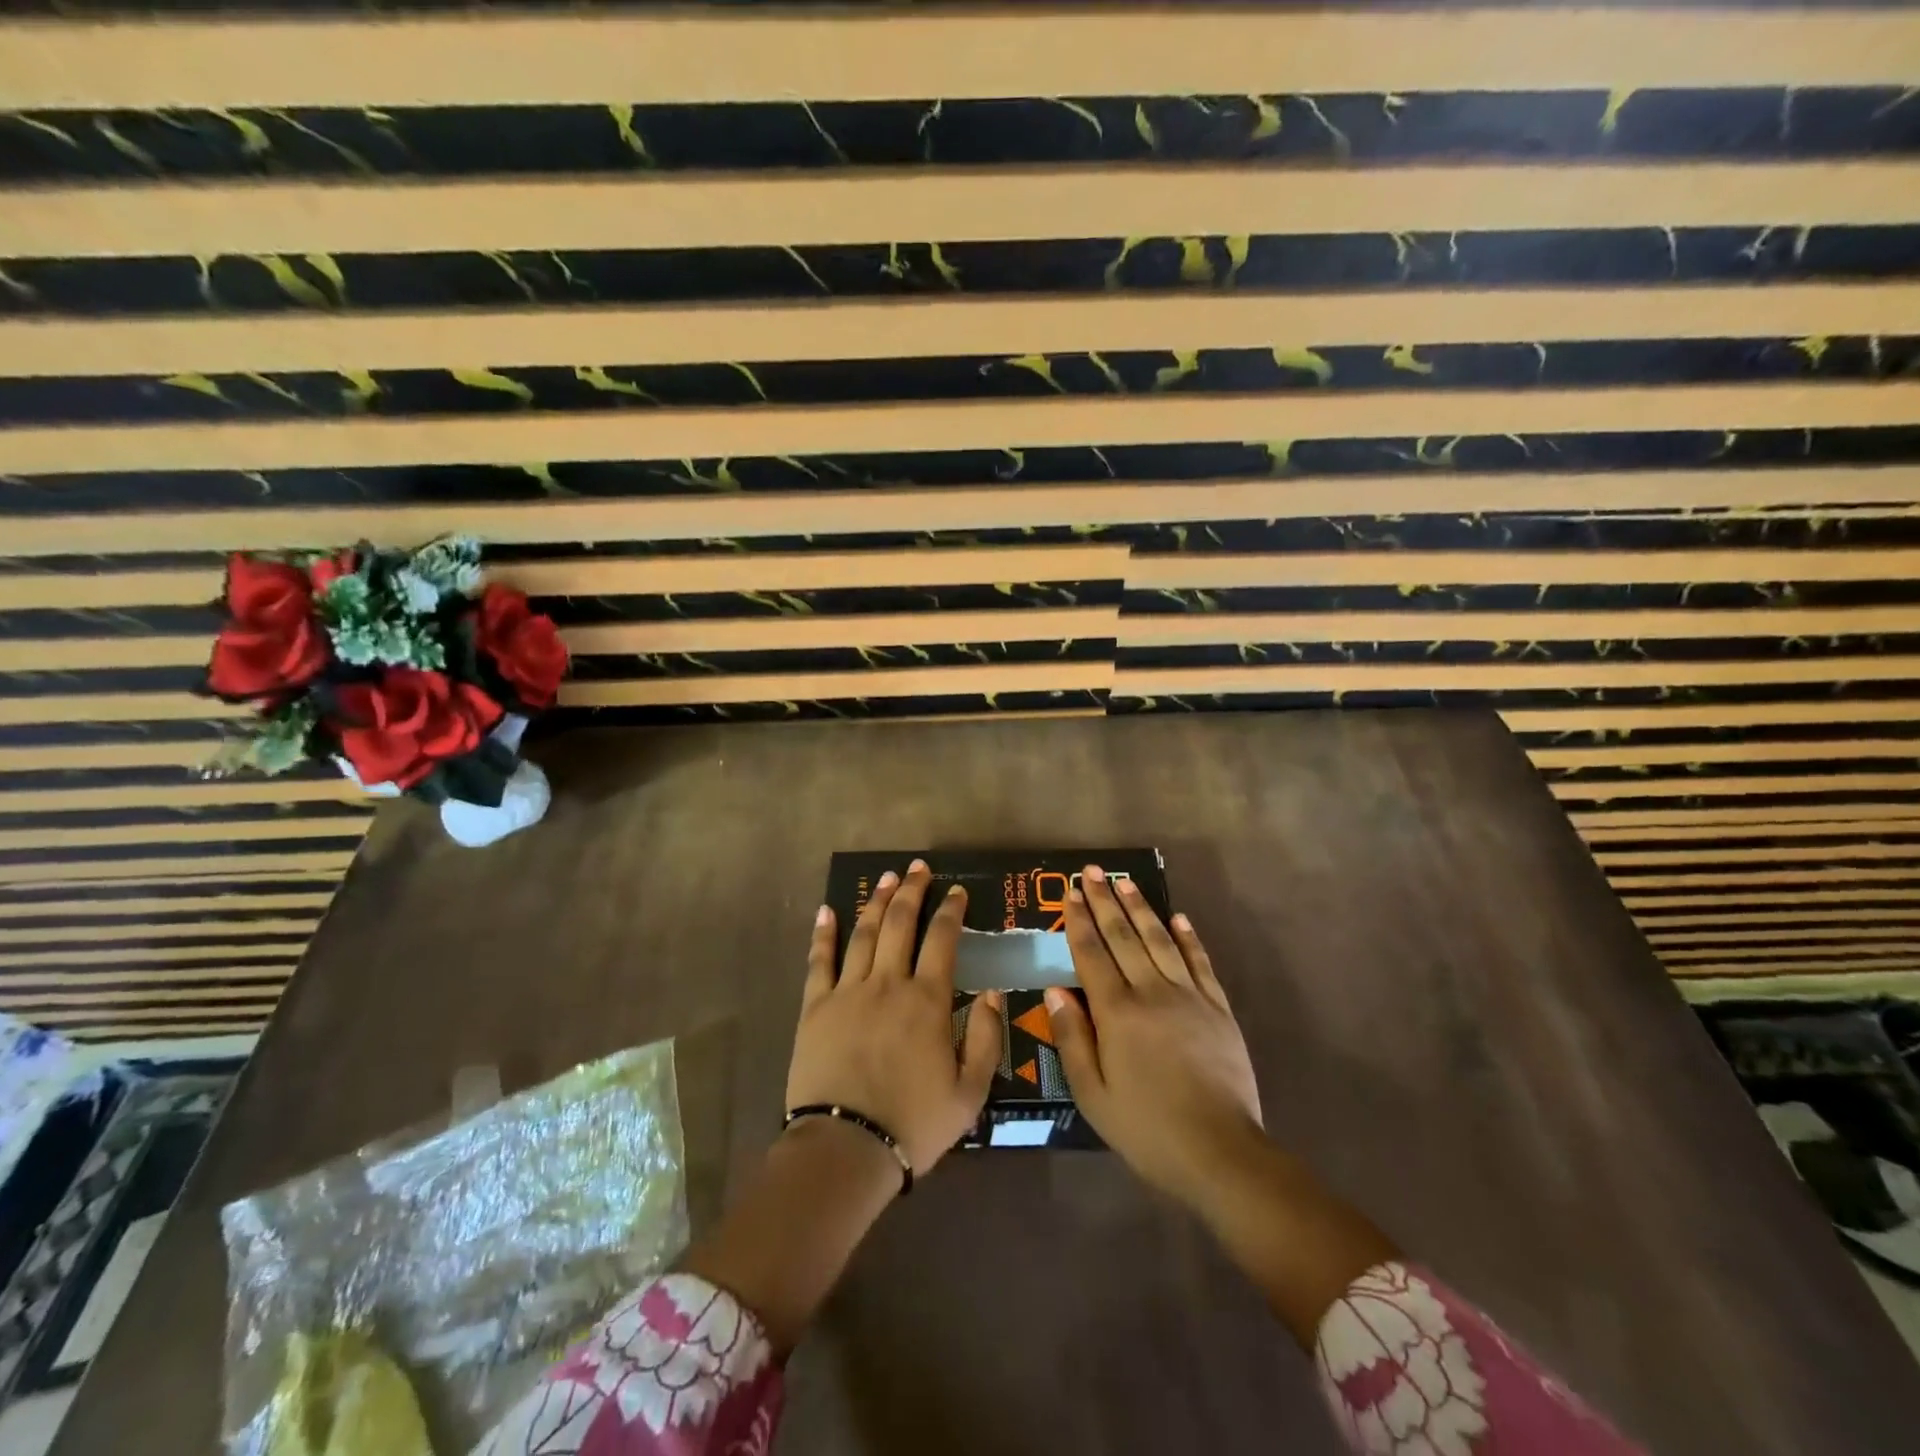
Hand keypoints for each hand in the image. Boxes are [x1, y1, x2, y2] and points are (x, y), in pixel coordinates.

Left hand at [786, 860, 1003, 1176]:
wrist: (846, 1148)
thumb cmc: (913, 1123)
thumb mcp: (970, 1093)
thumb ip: (987, 1038)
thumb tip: (993, 992)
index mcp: (927, 1001)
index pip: (942, 940)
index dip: (951, 911)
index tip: (957, 891)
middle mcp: (888, 983)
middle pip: (900, 923)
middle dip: (911, 891)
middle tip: (918, 868)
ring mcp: (848, 991)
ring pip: (863, 933)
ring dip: (876, 901)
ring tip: (885, 877)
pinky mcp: (815, 1007)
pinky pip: (819, 961)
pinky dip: (824, 933)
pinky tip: (827, 910)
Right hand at [1045, 865, 1263, 1208]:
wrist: (1221, 1152)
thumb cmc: (1147, 1128)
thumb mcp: (1094, 1094)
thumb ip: (1072, 1038)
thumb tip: (1054, 990)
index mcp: (1117, 1013)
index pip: (1092, 954)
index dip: (1079, 922)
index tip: (1070, 894)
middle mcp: (1151, 993)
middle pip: (1124, 937)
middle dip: (1105, 902)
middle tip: (1093, 872)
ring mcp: (1189, 997)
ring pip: (1160, 941)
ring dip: (1141, 908)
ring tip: (1126, 882)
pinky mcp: (1218, 1009)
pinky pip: (1200, 963)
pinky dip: (1188, 938)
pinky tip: (1179, 918)